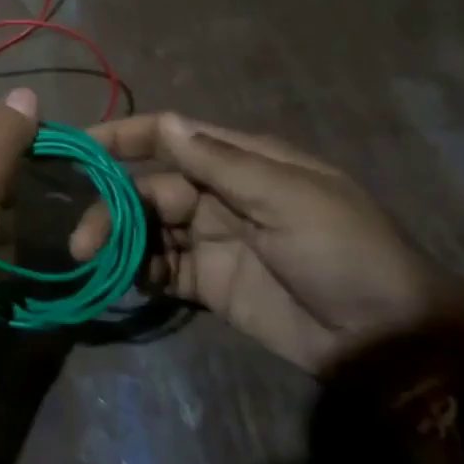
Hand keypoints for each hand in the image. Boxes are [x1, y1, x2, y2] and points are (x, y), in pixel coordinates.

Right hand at [70, 113, 445, 372]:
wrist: (385, 340)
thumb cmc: (343, 252)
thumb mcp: (288, 199)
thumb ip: (222, 163)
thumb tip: (166, 122)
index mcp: (241, 163)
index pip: (170, 136)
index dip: (123, 137)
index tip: (78, 147)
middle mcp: (220, 195)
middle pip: (150, 189)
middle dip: (113, 208)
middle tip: (83, 242)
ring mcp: (213, 241)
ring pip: (150, 230)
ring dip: (120, 242)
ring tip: (94, 263)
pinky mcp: (210, 285)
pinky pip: (162, 269)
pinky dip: (140, 271)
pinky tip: (127, 281)